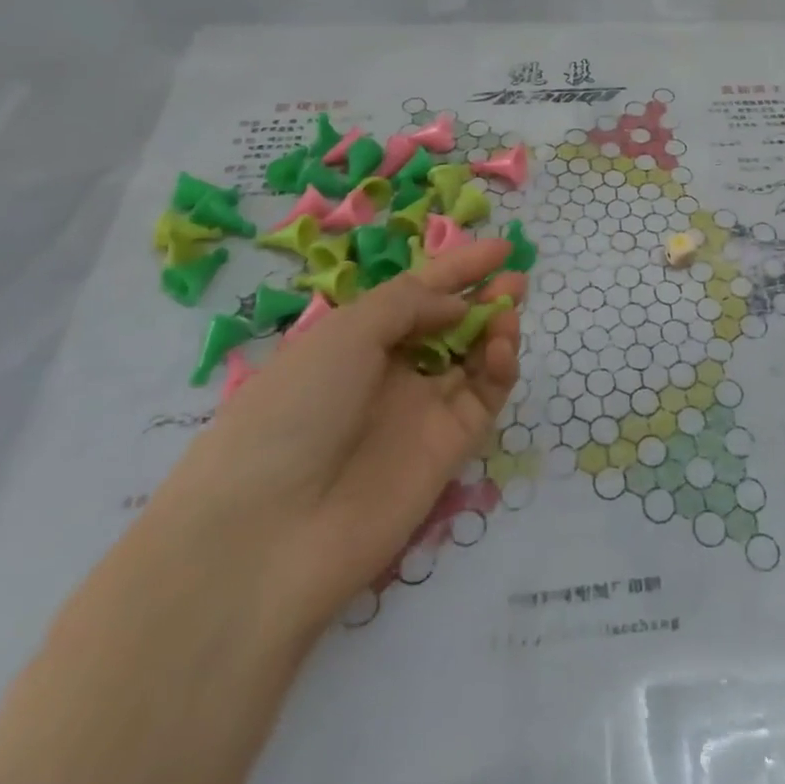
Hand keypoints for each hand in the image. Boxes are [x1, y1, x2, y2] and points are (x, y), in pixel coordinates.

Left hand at [0, 242, 523, 783]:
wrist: (268, 536)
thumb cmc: (294, 409)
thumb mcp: (344, 333)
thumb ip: (410, 304)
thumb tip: (456, 305)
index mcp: (353, 339)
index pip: (416, 292)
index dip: (457, 268)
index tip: (500, 247)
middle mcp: (388, 373)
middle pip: (448, 325)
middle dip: (482, 297)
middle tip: (516, 277)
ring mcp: (419, 412)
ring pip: (471, 359)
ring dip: (495, 328)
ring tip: (512, 306)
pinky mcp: (447, 450)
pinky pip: (482, 398)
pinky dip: (499, 368)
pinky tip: (503, 346)